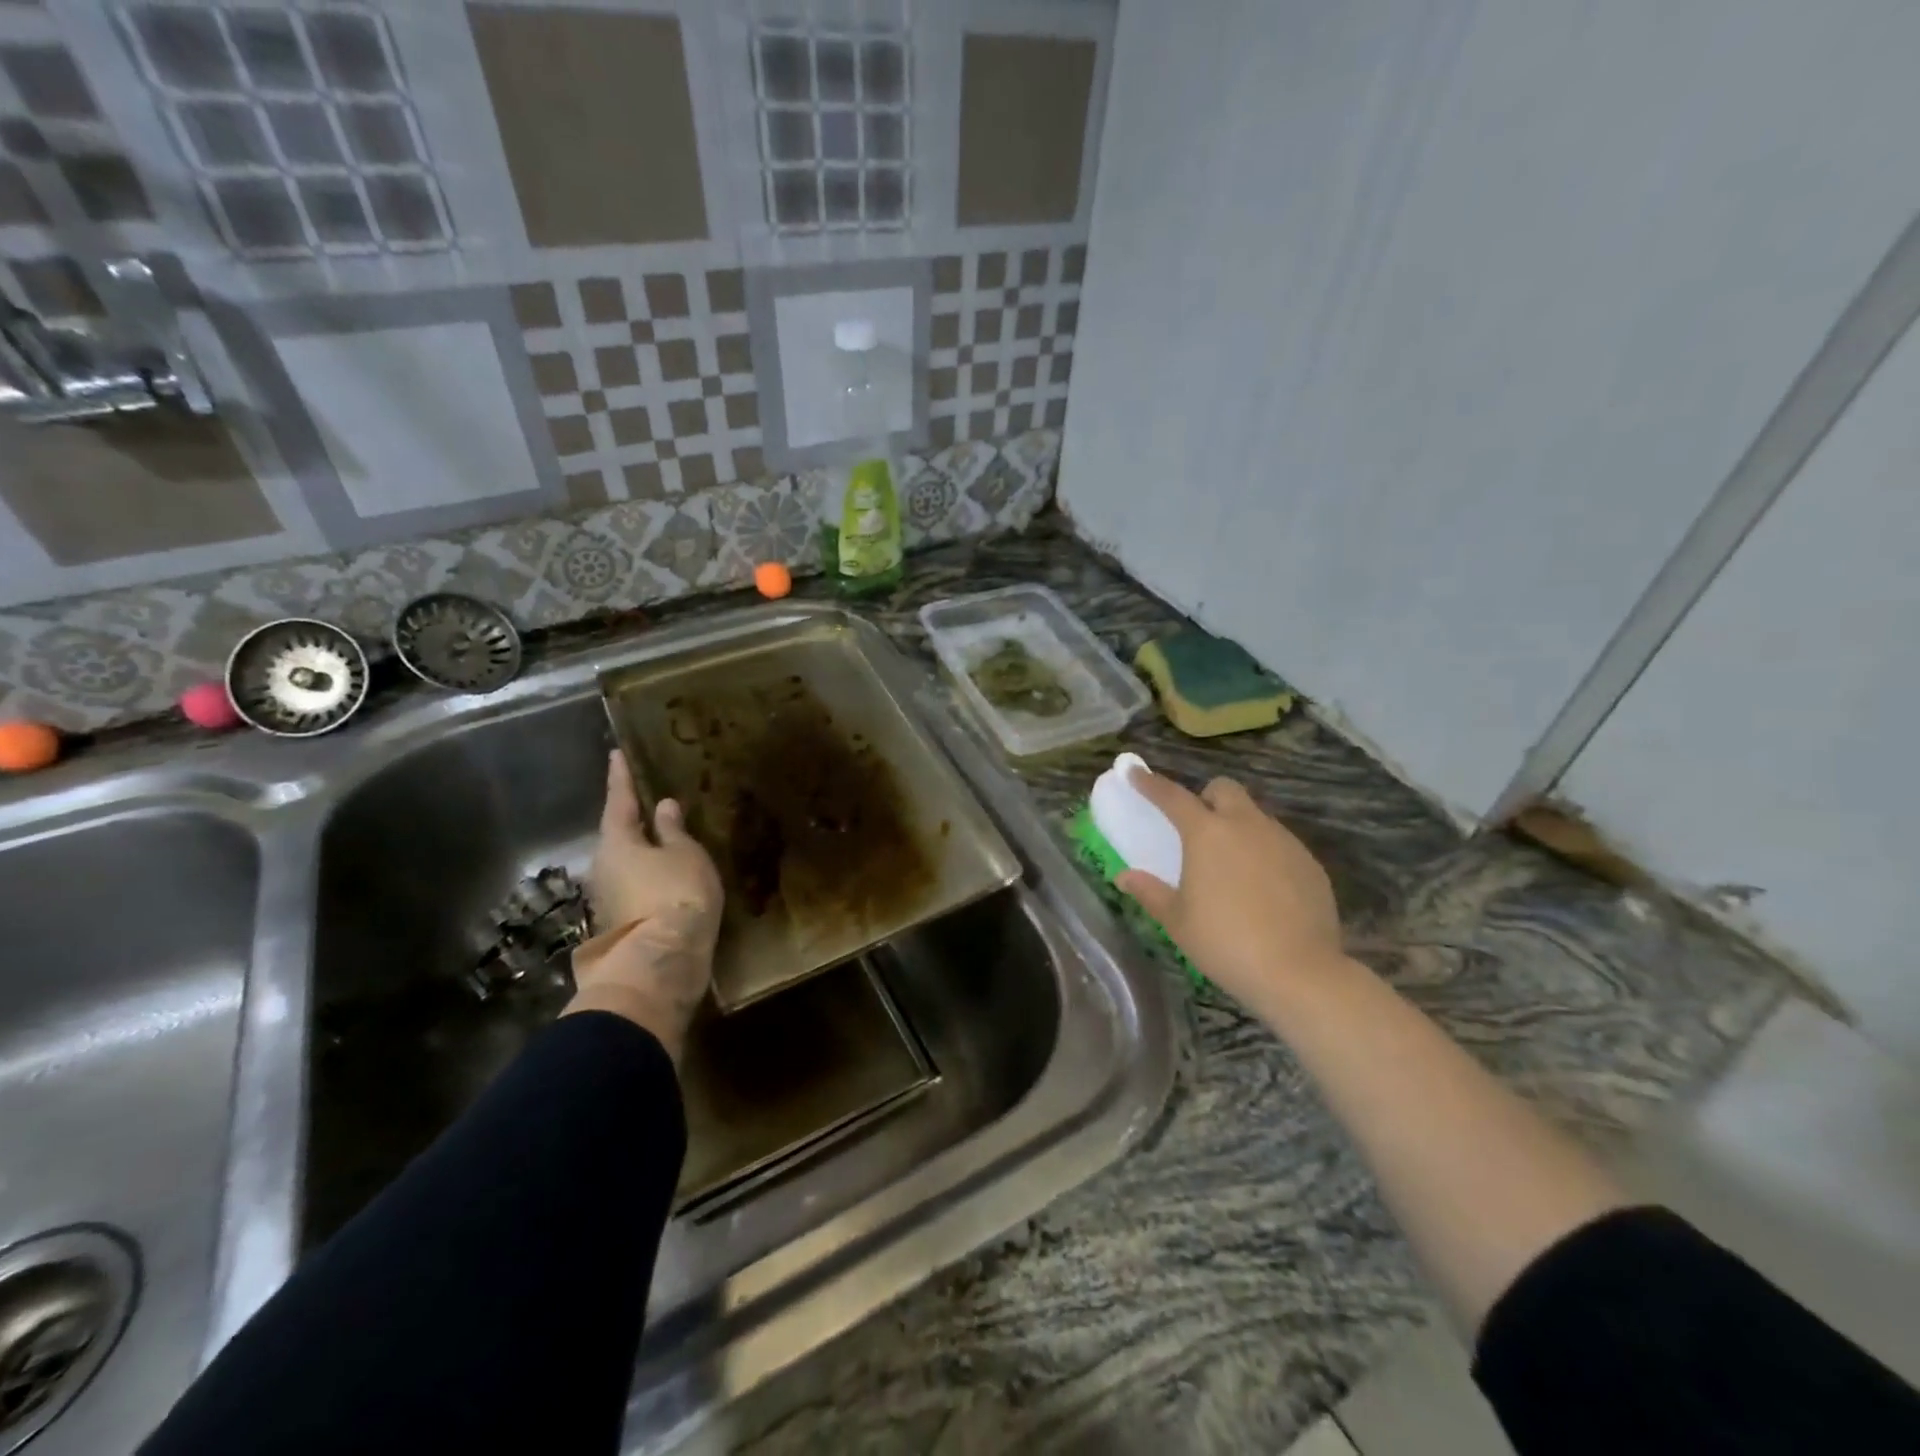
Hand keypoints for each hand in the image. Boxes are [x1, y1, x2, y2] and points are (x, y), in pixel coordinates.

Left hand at [564, 750, 723, 1061]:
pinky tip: (669, 875)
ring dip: (644, 850)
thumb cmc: (675, 895)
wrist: (662, 964)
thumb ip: (673, 830)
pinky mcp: (624, 922)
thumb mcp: (685, 855)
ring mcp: (610, 898)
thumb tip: (662, 807)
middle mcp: (604, 867)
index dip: (621, 777)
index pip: (619, 801)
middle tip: (650, 800)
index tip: (616, 754)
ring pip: (627, 863)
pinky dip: (651, 875)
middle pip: (619, 835)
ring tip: (667, 838)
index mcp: (618, 842)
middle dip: (633, 819)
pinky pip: (637, 886)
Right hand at [1116, 769, 1346, 1017]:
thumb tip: (1125, 877)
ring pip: (1255, 816)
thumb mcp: (1178, 921)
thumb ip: (1150, 892)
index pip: (1172, 796)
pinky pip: (1280, 843)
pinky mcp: (1310, 863)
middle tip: (1197, 827)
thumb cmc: (1225, 942)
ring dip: (1238, 826)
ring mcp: (1283, 841)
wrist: (1299, 972)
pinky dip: (1264, 853)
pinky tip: (1262, 889)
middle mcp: (1246, 825)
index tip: (1135, 772)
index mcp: (1207, 833)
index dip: (1150, 783)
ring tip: (1231, 865)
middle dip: (1207, 798)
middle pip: (1224, 789)